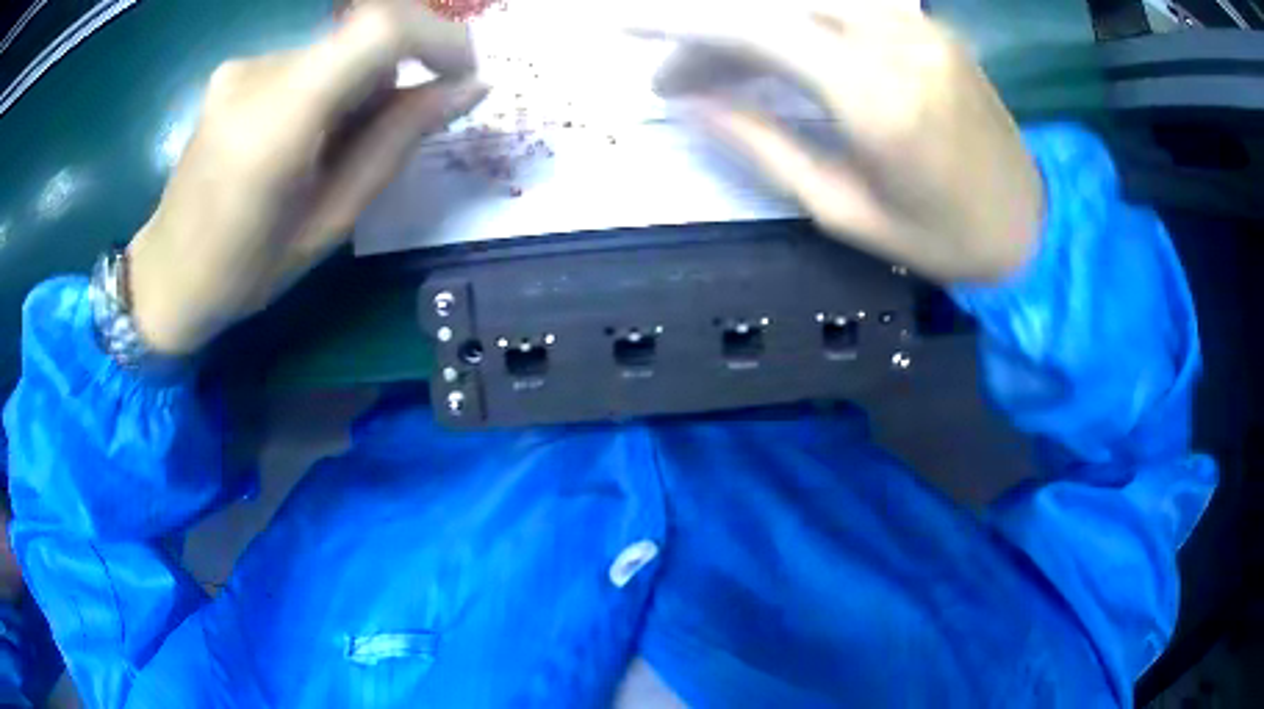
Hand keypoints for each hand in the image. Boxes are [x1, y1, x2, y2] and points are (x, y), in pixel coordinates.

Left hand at [127, 1, 485, 355]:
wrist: (166, 274)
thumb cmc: (245, 271)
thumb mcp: (332, 221)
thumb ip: (397, 142)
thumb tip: (469, 88)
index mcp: (277, 123)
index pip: (378, 29)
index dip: (438, 37)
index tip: (462, 74)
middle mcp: (258, 74)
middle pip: (362, 34)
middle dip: (400, 71)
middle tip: (396, 130)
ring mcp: (243, 65)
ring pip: (338, 48)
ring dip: (363, 85)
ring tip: (336, 149)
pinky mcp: (237, 68)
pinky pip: (309, 59)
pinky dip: (331, 87)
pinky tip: (305, 138)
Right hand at [637, 2, 1043, 284]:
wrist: (1030, 226)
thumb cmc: (942, 239)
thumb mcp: (843, 212)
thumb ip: (762, 147)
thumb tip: (693, 105)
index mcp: (877, 97)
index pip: (757, 29)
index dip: (683, 23)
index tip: (627, 29)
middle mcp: (897, 39)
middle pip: (776, 4)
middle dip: (711, 30)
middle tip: (680, 76)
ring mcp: (918, 23)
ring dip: (753, 22)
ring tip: (723, 64)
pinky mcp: (929, 23)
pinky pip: (846, 2)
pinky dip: (797, 18)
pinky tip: (781, 47)